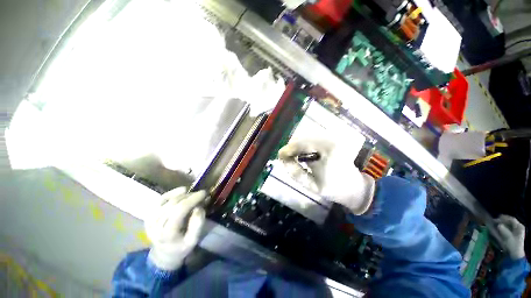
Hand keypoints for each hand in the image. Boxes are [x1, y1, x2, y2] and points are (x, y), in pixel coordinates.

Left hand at [145, 188, 207, 270]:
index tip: (204, 193)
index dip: (193, 199)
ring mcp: (150, 219)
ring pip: (168, 200)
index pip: (180, 210)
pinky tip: (182, 191)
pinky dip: (172, 193)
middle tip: (201, 194)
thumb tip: (199, 207)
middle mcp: (155, 225)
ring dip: (183, 195)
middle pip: (174, 203)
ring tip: (193, 195)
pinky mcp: (149, 215)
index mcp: (167, 233)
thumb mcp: (193, 240)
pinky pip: (161, 199)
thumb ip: (197, 224)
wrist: (164, 253)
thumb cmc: (181, 246)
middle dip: (190, 196)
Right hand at [278, 138, 374, 214]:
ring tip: (294, 156)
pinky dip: (304, 144)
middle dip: (292, 147)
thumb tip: (283, 160)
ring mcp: (333, 137)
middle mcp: (331, 138)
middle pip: (303, 137)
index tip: (280, 156)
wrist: (354, 186)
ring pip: (307, 136)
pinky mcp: (332, 139)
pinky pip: (312, 138)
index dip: (288, 149)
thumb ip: (295, 172)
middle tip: (287, 157)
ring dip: (298, 145)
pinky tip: (304, 153)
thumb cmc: (334, 187)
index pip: (301, 144)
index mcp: (328, 149)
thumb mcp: (312, 185)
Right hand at [495, 215, 525, 259]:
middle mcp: (519, 227)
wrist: (515, 255)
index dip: (504, 218)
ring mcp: (517, 231)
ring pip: (509, 225)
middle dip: (502, 221)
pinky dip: (503, 227)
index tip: (497, 217)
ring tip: (495, 224)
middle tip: (495, 221)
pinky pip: (508, 228)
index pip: (512, 219)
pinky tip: (499, 228)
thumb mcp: (508, 238)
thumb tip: (498, 225)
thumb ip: (503, 230)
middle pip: (510, 221)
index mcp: (520, 227)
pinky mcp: (513, 234)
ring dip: (502, 224)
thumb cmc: (513, 245)